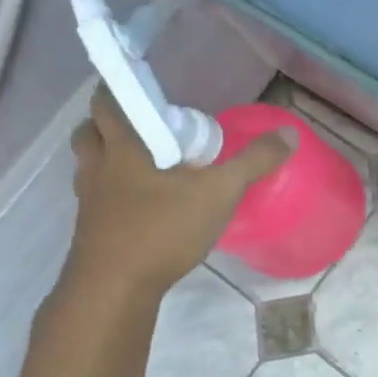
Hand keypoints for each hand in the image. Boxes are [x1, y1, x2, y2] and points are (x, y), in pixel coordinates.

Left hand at [65, 87, 293, 298]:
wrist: (114, 289)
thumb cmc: (161, 229)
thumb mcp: (219, 193)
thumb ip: (253, 162)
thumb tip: (288, 134)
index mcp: (122, 149)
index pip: (106, 104)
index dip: (117, 89)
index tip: (140, 87)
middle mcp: (97, 169)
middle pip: (89, 132)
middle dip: (109, 122)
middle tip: (144, 125)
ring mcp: (89, 201)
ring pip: (88, 167)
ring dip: (108, 158)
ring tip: (143, 164)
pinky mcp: (90, 230)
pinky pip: (96, 198)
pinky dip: (113, 193)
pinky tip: (142, 206)